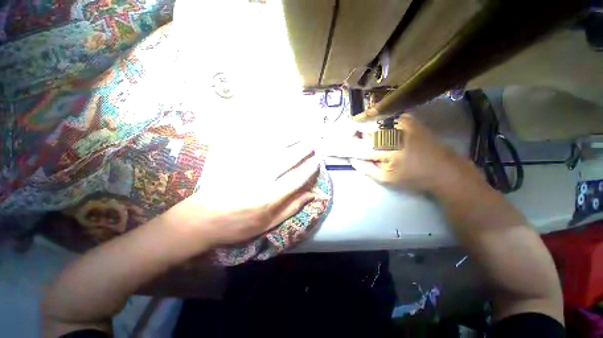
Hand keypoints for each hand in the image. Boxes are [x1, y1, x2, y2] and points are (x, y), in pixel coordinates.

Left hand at [163, 141, 320, 246]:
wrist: (201, 219)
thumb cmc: (237, 226)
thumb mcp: (267, 224)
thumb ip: (290, 208)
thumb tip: (311, 195)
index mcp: (269, 198)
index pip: (296, 179)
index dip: (309, 170)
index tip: (317, 161)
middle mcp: (261, 179)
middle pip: (286, 160)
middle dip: (302, 150)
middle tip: (313, 143)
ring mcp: (247, 167)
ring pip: (272, 149)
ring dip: (289, 140)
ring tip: (300, 134)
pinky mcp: (236, 161)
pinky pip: (255, 145)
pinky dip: (268, 137)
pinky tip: (276, 133)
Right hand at [350, 115, 475, 192]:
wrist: (444, 169)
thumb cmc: (414, 177)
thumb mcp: (386, 179)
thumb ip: (366, 168)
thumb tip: (352, 159)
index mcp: (386, 148)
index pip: (358, 142)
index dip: (347, 142)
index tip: (340, 144)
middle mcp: (392, 130)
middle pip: (364, 127)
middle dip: (355, 133)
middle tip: (352, 139)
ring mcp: (401, 121)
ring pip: (373, 121)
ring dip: (365, 128)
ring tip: (362, 135)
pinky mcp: (408, 119)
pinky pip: (385, 118)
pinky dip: (377, 123)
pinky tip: (376, 131)